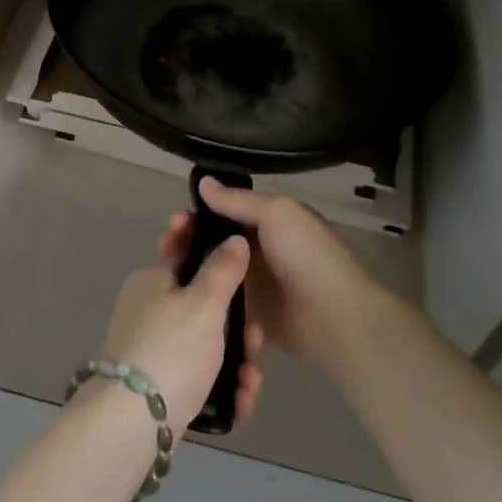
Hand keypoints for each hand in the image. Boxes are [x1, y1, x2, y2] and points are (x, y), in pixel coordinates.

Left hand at [100, 237, 263, 438]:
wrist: (132, 423)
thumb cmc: (171, 349)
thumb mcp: (204, 303)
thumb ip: (223, 269)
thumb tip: (234, 239)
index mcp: (151, 280)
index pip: (186, 254)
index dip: (216, 258)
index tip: (244, 273)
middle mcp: (148, 309)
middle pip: (203, 305)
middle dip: (237, 324)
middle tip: (257, 339)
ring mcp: (152, 348)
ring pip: (205, 344)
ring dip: (236, 359)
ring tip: (251, 380)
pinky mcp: (159, 385)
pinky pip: (199, 376)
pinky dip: (222, 386)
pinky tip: (241, 401)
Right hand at [184, 178, 392, 370]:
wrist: (337, 317)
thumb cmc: (307, 255)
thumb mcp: (276, 213)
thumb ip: (237, 200)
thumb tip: (202, 181)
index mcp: (267, 222)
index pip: (222, 213)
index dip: (196, 215)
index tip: (174, 222)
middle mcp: (258, 252)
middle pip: (213, 244)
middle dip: (186, 244)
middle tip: (164, 249)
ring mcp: (255, 287)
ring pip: (213, 275)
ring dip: (190, 274)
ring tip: (166, 278)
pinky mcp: (252, 319)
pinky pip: (223, 308)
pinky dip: (206, 303)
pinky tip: (183, 305)